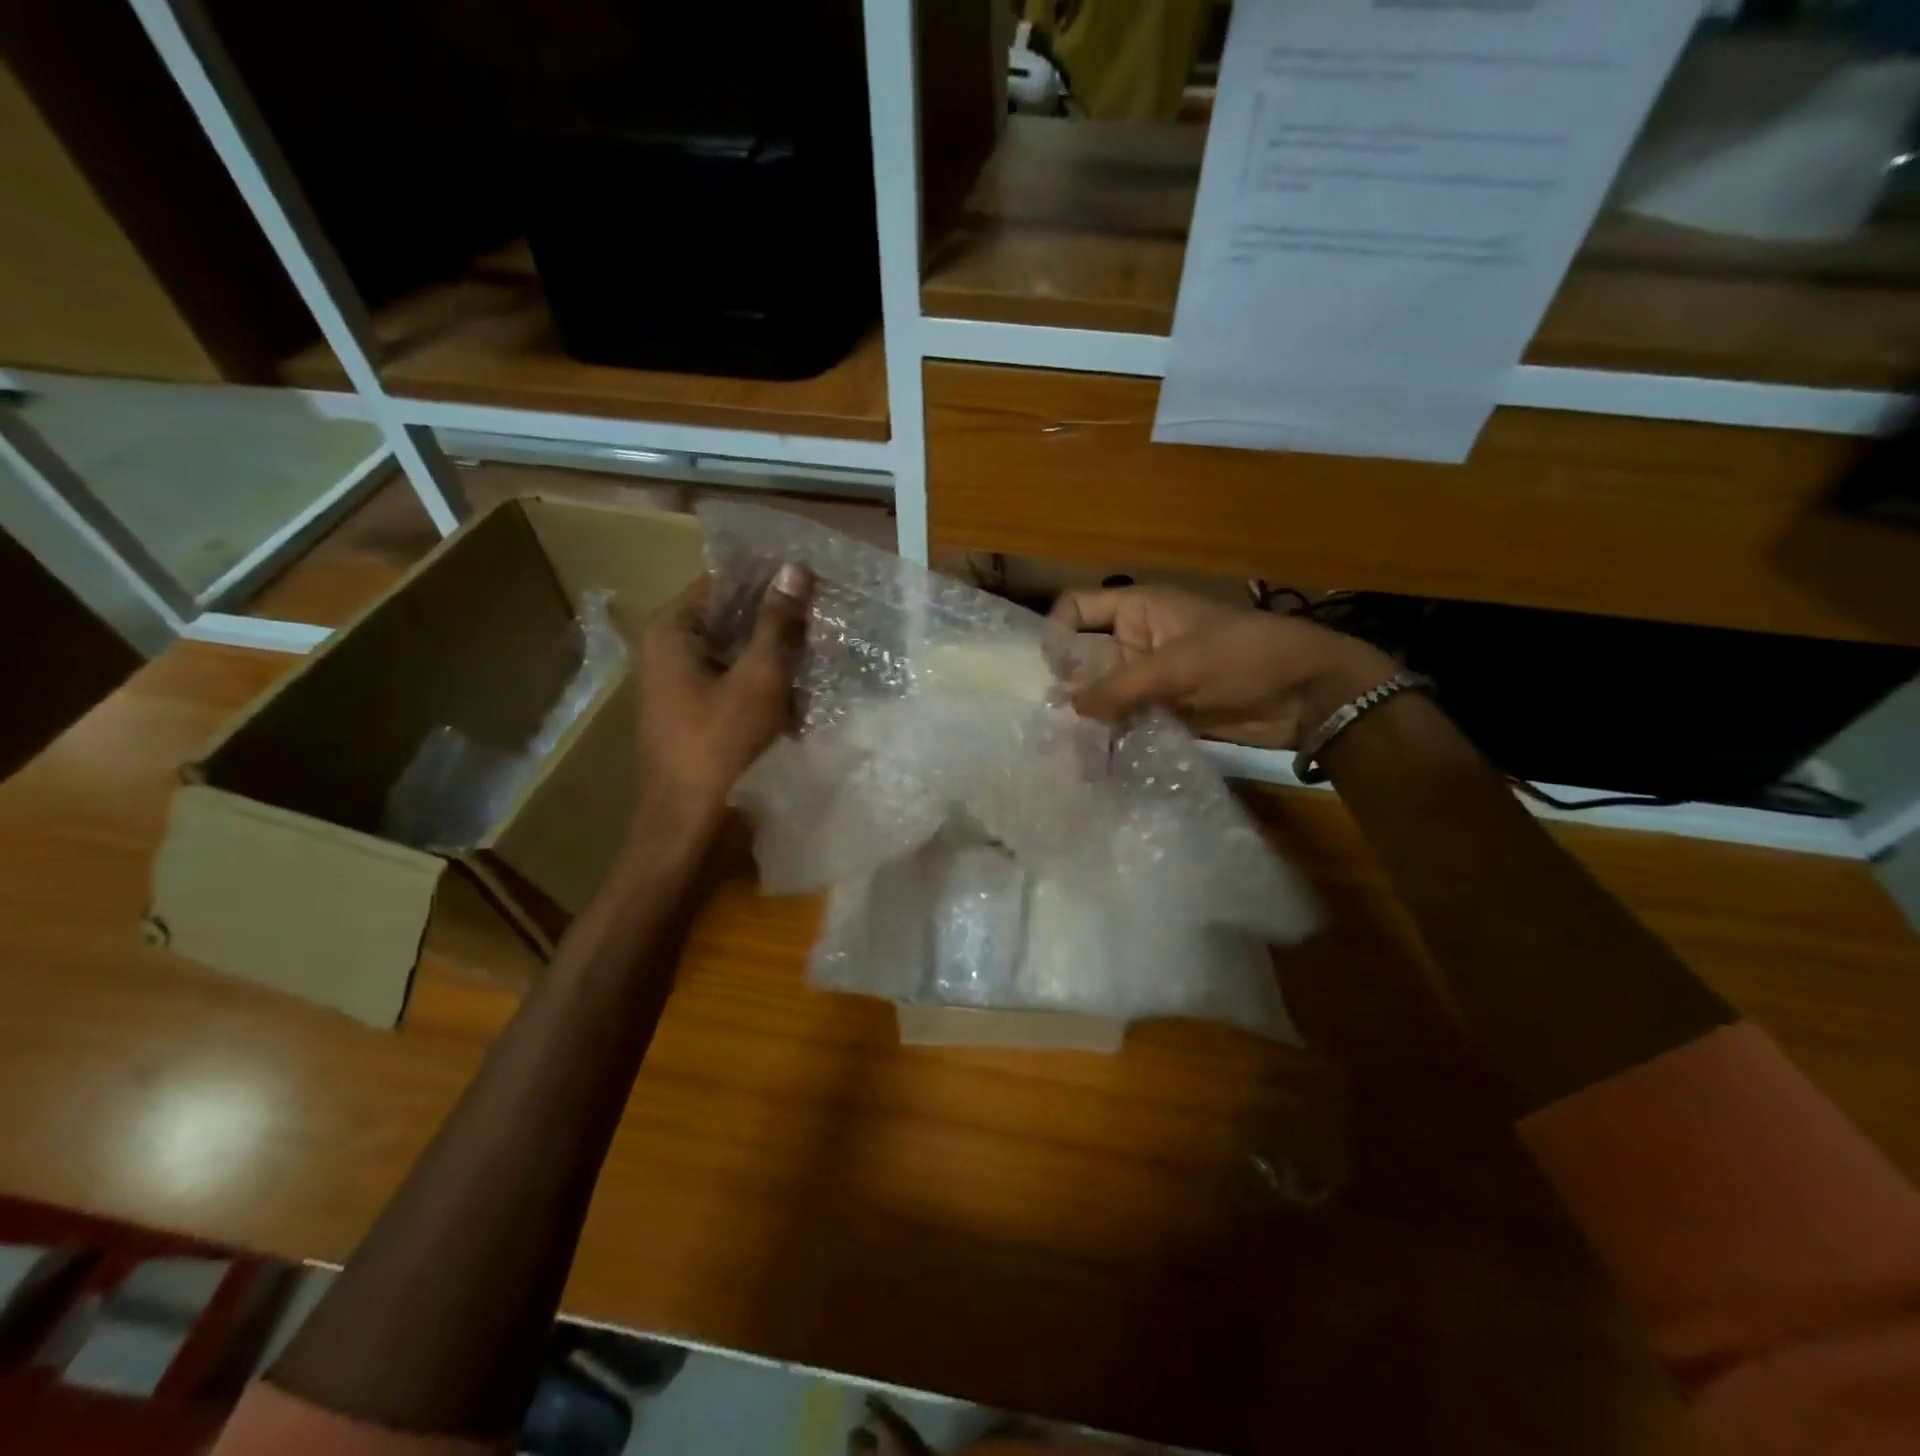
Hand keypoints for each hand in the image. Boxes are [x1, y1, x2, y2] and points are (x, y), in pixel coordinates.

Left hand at [636, 564, 811, 842]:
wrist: (689, 825)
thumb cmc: (721, 746)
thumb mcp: (759, 679)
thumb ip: (778, 623)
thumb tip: (795, 567)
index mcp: (673, 630)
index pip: (724, 580)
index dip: (769, 579)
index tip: (815, 581)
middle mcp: (670, 649)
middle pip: (733, 617)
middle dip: (779, 622)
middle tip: (827, 620)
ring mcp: (682, 683)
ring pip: (739, 652)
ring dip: (778, 657)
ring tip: (823, 657)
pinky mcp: (697, 712)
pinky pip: (737, 682)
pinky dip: (766, 685)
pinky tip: (802, 696)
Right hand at [1050, 586, 1398, 748]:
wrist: (1308, 693)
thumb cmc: (1244, 657)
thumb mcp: (1178, 666)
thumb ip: (1119, 686)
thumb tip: (1066, 708)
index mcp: (1138, 609)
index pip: (1077, 609)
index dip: (1056, 633)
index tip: (1046, 672)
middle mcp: (1136, 640)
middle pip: (1083, 656)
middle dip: (1066, 684)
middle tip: (1045, 719)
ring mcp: (1150, 677)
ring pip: (1103, 692)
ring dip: (1088, 714)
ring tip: (1064, 744)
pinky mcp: (1163, 710)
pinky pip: (1125, 718)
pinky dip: (1111, 734)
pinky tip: (1093, 755)